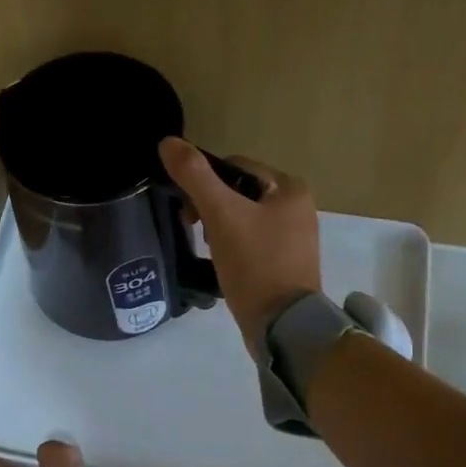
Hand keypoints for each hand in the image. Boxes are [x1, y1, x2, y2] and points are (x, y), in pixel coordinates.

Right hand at [158, 137, 321, 353]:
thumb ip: (194, 176)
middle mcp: (298, 207)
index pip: (235, 166)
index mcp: (289, 188)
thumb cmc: (254, 263)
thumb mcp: (221, 215)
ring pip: (242, 218)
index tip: (187, 210)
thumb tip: (167, 141)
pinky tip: (223, 264)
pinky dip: (232, 247)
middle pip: (238, 192)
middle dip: (210, 207)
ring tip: (208, 250)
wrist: (282, 325)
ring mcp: (294, 238)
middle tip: (193, 230)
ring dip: (219, 228)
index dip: (204, 182)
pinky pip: (251, 243)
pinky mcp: (286, 263)